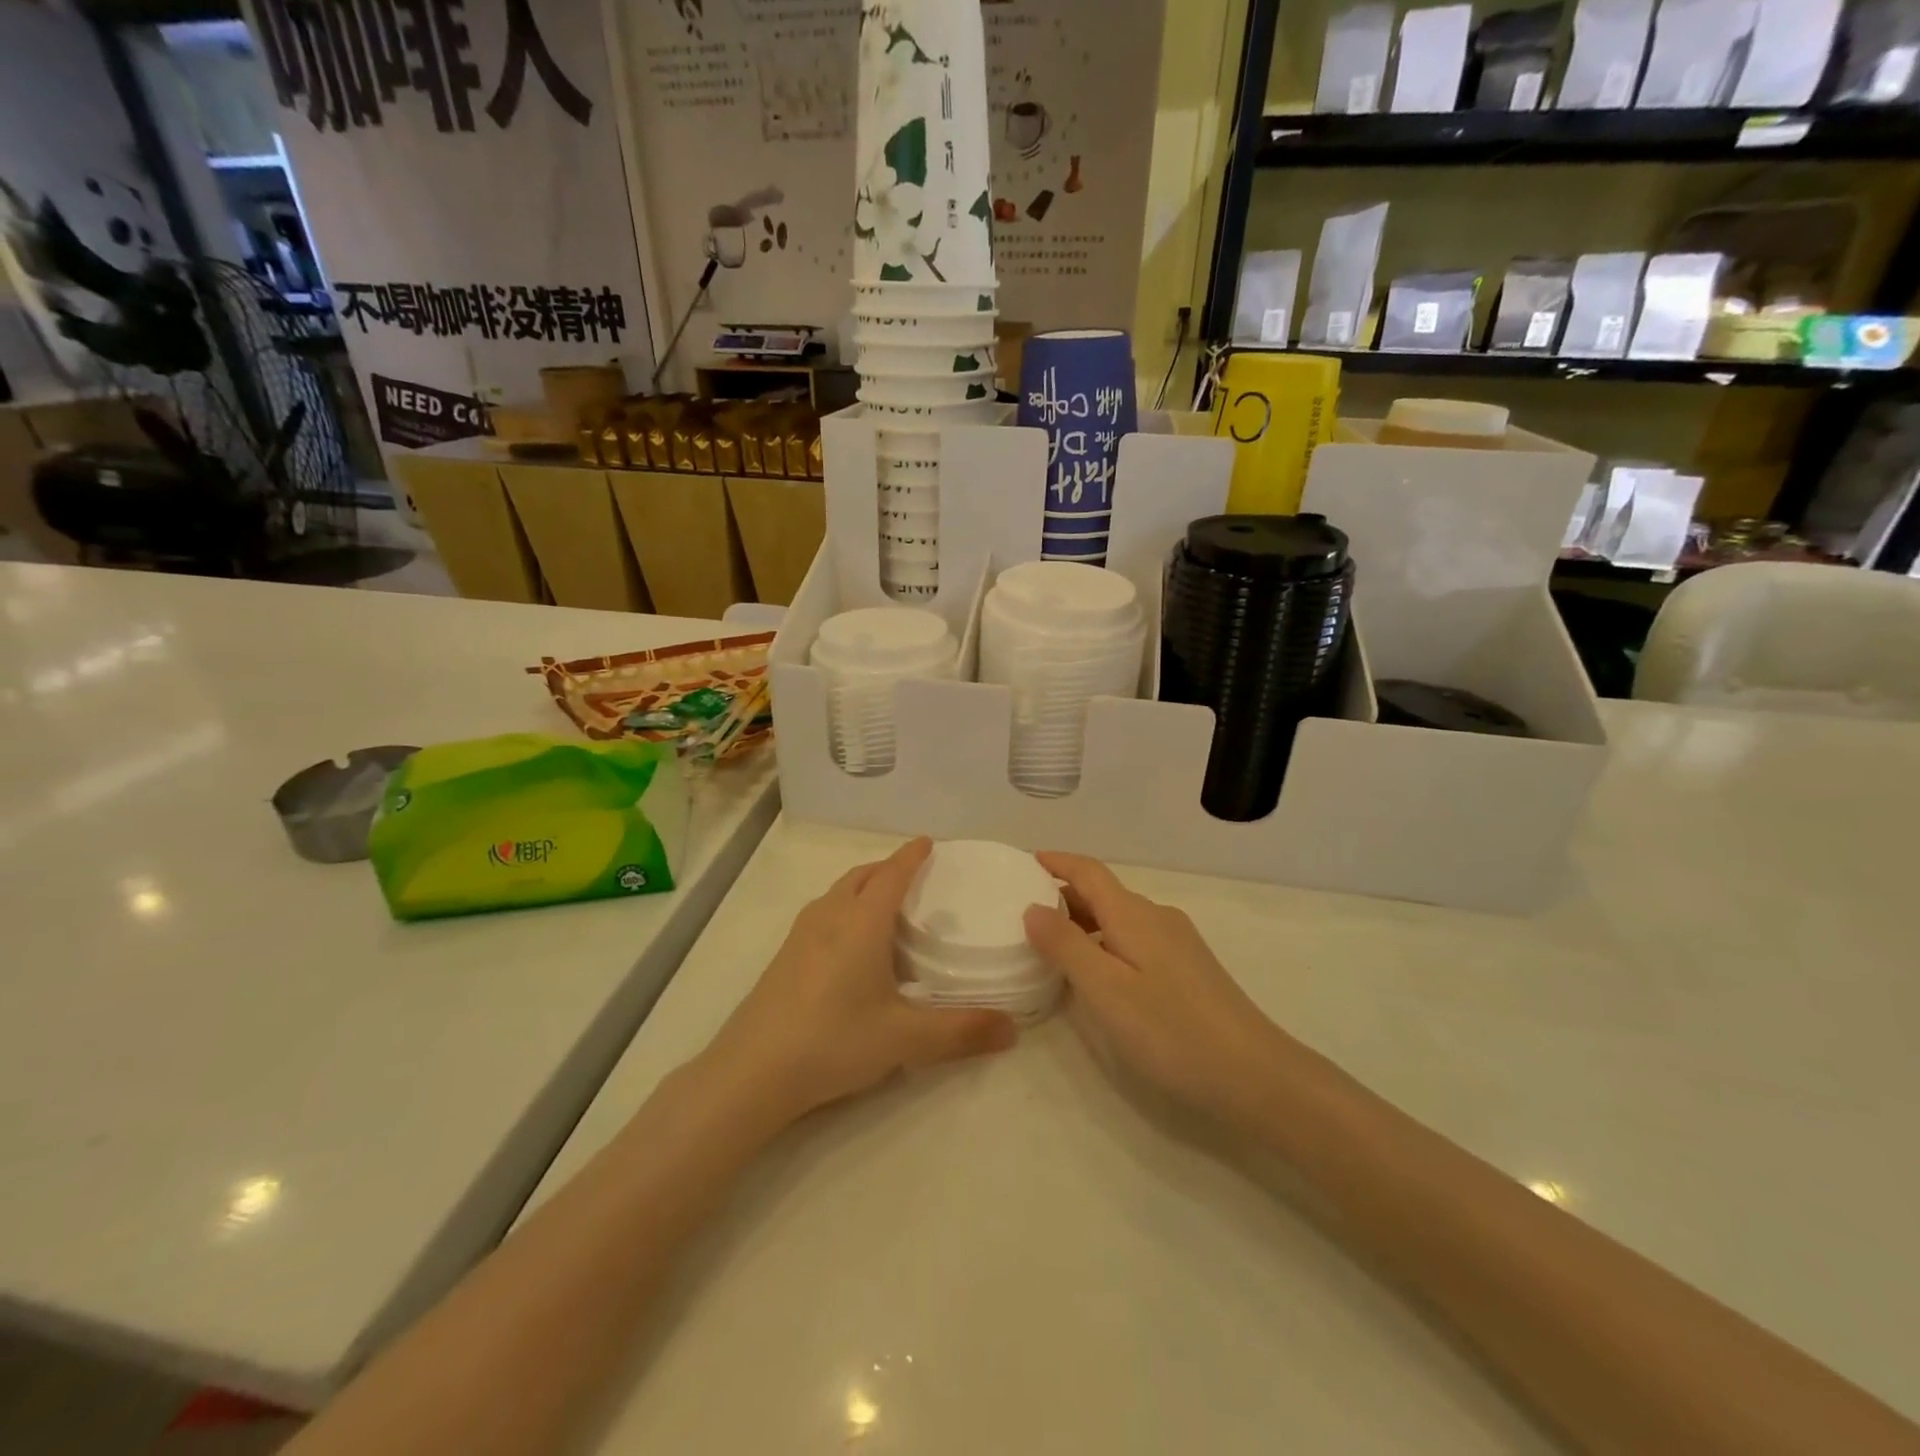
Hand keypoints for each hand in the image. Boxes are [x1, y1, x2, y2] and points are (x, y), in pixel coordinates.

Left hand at [703, 838, 1017, 1125]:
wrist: (751, 1072)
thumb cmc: (833, 1041)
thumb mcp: (904, 1039)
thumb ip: (961, 1032)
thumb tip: (1014, 1029)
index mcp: (861, 923)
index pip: (892, 875)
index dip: (911, 857)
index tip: (928, 841)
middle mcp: (829, 917)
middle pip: (861, 876)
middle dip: (887, 868)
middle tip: (913, 873)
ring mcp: (800, 936)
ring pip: (837, 893)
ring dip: (862, 886)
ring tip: (884, 903)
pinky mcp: (784, 958)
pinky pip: (822, 914)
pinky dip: (844, 908)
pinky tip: (848, 943)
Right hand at [1025, 852, 1289, 1125]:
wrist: (1255, 1074)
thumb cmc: (1171, 1030)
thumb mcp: (1105, 989)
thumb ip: (1065, 945)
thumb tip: (1033, 907)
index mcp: (1134, 915)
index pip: (1089, 872)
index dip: (1058, 862)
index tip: (1027, 861)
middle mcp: (1157, 918)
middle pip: (1104, 894)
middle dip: (1064, 894)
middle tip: (1024, 909)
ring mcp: (1177, 943)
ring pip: (1120, 919)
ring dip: (1084, 921)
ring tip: (1051, 942)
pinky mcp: (1189, 969)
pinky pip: (1135, 939)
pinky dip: (1105, 941)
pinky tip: (1097, 972)